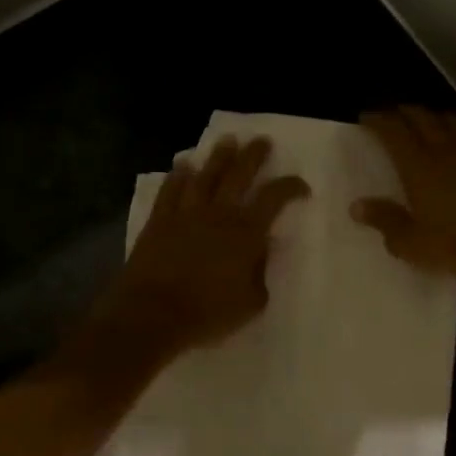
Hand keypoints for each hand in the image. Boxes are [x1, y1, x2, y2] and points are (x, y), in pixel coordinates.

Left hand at [93, 135, 309, 360]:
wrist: (153, 313)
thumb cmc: (208, 313)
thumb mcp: (251, 303)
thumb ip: (260, 274)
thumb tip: (260, 253)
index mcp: (246, 232)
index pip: (274, 198)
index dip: (290, 187)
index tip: (301, 186)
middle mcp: (218, 214)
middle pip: (238, 174)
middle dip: (253, 155)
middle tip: (261, 141)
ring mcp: (186, 214)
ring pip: (205, 176)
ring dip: (218, 157)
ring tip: (227, 141)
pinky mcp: (159, 221)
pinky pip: (170, 190)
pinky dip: (178, 176)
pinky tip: (182, 166)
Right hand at [352, 107, 455, 285]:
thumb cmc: (454, 246)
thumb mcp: (410, 242)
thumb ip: (383, 220)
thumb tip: (356, 206)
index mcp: (419, 165)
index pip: (394, 130)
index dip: (378, 120)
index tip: (366, 118)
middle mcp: (446, 150)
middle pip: (422, 117)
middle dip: (403, 112)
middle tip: (391, 117)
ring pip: (453, 121)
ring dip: (435, 117)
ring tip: (426, 122)